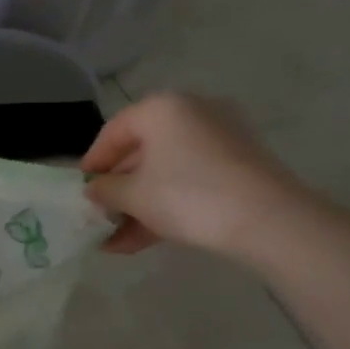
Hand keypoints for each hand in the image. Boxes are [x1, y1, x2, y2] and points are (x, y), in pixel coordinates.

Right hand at [82, 93, 311, 256]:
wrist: (268, 220)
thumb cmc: (187, 195)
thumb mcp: (132, 195)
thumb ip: (105, 190)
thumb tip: (95, 190)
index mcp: (163, 108)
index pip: (113, 131)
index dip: (92, 163)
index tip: (81, 190)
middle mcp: (193, 112)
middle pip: (141, 152)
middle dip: (118, 189)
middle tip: (99, 216)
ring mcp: (221, 138)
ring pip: (166, 171)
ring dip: (139, 204)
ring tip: (116, 240)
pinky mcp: (239, 164)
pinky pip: (191, 180)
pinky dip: (167, 204)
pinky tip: (144, 239)